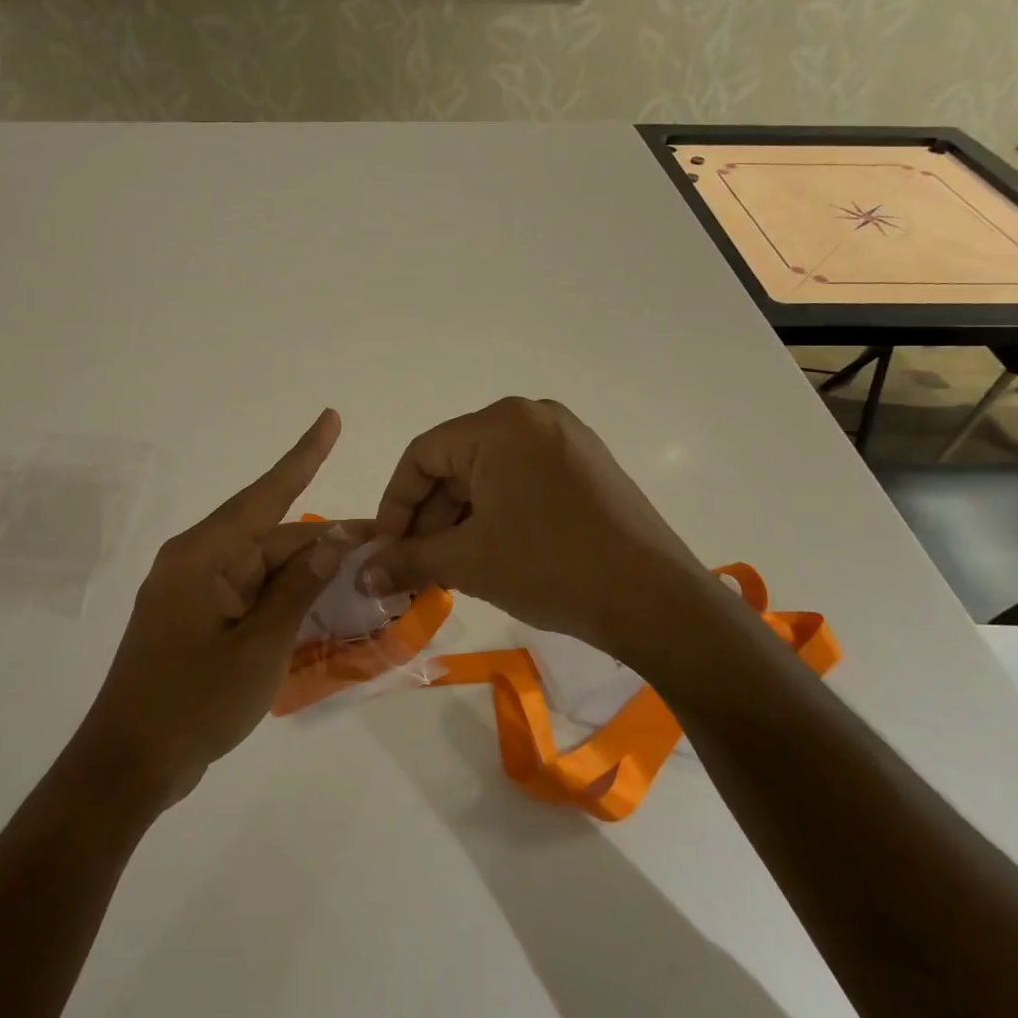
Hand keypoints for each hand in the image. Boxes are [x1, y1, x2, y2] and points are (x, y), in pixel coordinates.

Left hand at [77, 409, 361, 806]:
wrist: (128, 764)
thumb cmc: (194, 702)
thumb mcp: (260, 647)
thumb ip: (297, 589)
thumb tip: (331, 541)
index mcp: (204, 555)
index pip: (266, 495)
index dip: (304, 456)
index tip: (330, 419)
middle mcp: (195, 561)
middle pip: (269, 538)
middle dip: (321, 542)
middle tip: (378, 543)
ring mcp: (191, 591)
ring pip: (260, 568)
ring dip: (303, 574)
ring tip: (357, 575)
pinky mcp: (193, 619)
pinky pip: (246, 594)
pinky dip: (279, 598)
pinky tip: (315, 605)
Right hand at [363, 398, 709, 656]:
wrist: (654, 599)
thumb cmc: (549, 566)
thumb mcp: (468, 562)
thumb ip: (407, 561)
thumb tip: (363, 577)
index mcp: (499, 424)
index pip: (422, 455)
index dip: (395, 505)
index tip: (385, 549)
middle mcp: (532, 417)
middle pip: (456, 463)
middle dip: (429, 517)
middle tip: (414, 565)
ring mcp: (566, 439)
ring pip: (489, 474)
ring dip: (461, 519)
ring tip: (449, 567)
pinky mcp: (587, 466)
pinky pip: (522, 481)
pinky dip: (496, 514)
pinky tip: (490, 554)